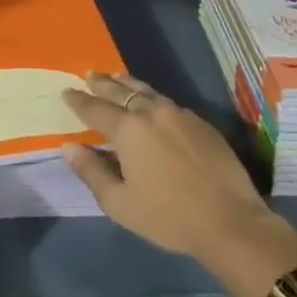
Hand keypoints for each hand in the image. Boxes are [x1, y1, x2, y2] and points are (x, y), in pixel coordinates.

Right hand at [64, 73, 296, 274]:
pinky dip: (151, 97)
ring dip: (127, 84)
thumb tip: (69, 148)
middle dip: (102, 83)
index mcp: (128, 129)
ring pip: (146, 91)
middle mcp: (152, 112)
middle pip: (121, 91)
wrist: (230, 221)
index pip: (95, 108)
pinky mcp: (201, 123)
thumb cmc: (168, 216)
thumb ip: (91, 171)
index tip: (66, 92)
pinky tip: (151, 103)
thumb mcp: (120, 203)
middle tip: (88, 75)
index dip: (78, 100)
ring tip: (116, 78)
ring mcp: (179, 114)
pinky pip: (167, 102)